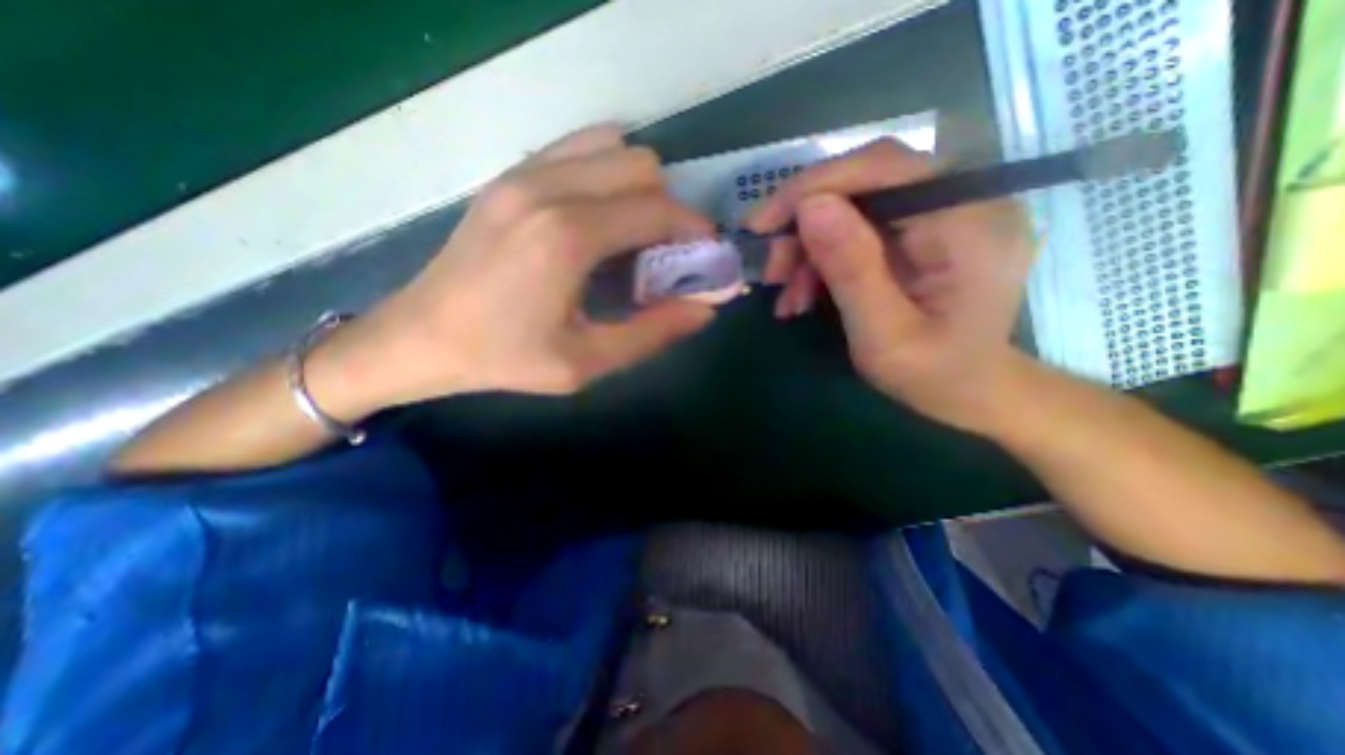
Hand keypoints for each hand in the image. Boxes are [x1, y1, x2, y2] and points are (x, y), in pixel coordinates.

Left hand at [327, 126, 717, 408]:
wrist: (421, 337)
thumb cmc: (505, 357)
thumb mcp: (586, 362)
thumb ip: (653, 333)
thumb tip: (705, 309)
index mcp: (569, 237)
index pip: (658, 210)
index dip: (694, 231)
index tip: (706, 256)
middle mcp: (549, 189)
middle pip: (642, 167)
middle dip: (669, 208)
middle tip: (665, 254)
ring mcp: (524, 174)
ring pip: (613, 149)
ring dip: (638, 188)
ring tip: (632, 236)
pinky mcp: (510, 175)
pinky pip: (579, 150)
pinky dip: (606, 174)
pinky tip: (599, 218)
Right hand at [741, 136, 1031, 428]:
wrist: (971, 391)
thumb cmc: (934, 375)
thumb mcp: (884, 335)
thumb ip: (851, 270)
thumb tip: (809, 207)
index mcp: (969, 223)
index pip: (884, 168)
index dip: (813, 186)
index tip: (761, 224)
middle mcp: (966, 200)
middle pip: (865, 182)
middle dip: (805, 223)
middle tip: (773, 271)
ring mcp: (947, 212)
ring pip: (855, 205)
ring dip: (809, 247)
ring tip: (788, 295)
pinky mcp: (927, 229)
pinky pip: (861, 226)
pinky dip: (824, 256)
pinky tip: (805, 292)